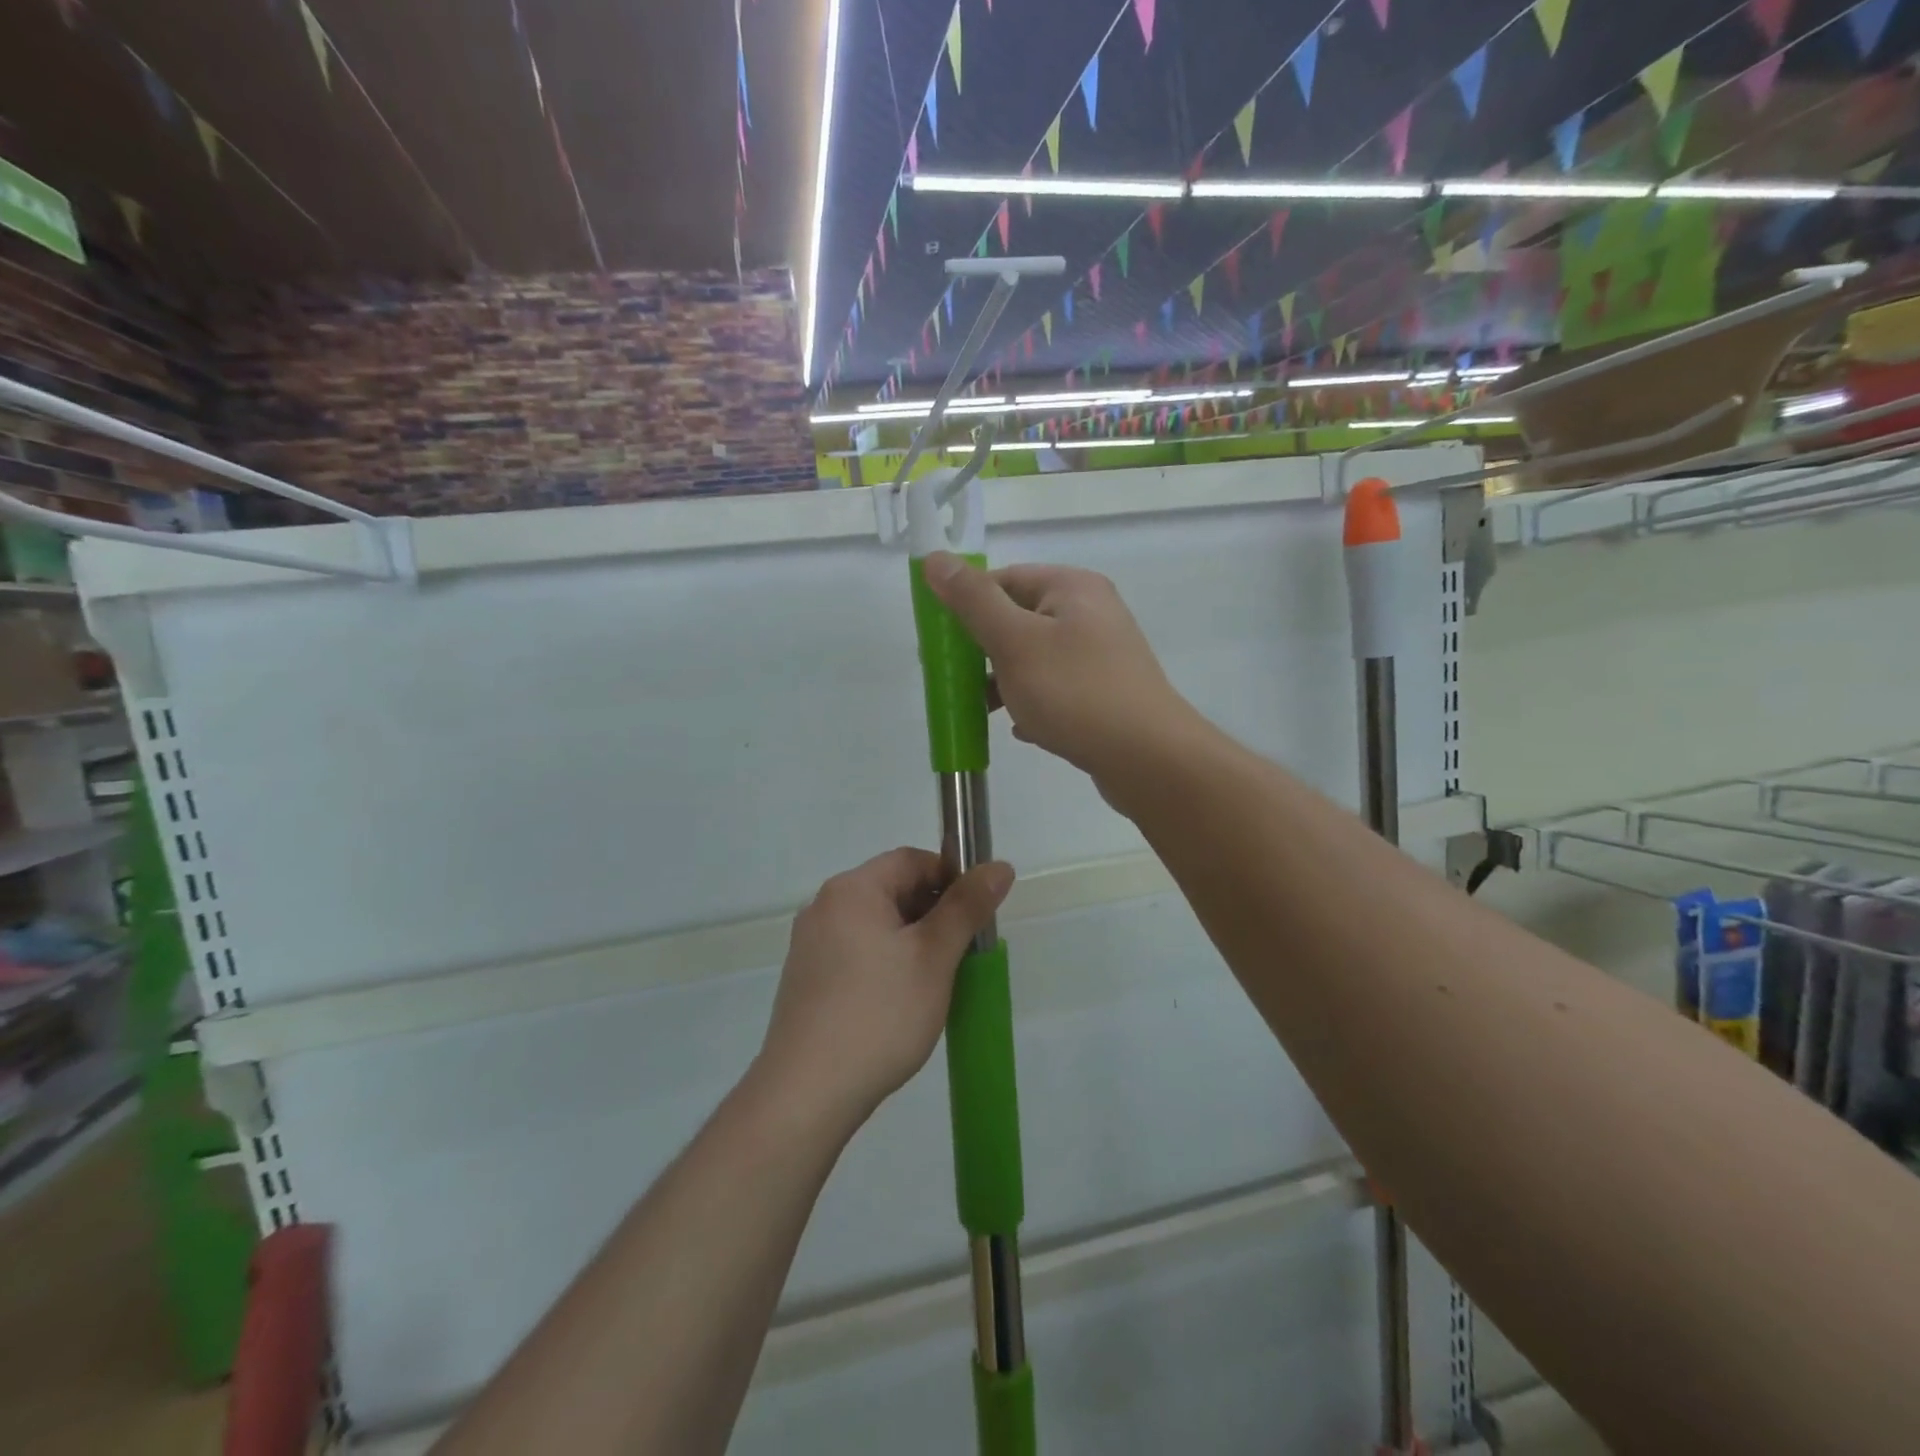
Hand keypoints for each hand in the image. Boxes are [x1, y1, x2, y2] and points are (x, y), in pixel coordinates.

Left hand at [757, 847, 1012, 1131]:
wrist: (807, 1093)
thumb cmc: (879, 1014)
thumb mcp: (934, 957)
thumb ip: (967, 907)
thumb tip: (1000, 866)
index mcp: (851, 890)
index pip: (912, 860)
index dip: (951, 878)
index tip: (976, 915)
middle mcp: (824, 906)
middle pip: (891, 890)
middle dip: (933, 913)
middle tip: (961, 954)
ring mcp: (809, 944)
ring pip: (875, 925)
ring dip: (911, 941)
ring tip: (935, 982)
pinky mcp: (805, 979)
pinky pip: (855, 953)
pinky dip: (884, 963)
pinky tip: (899, 1002)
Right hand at [921, 553, 1197, 782]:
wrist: (1147, 758)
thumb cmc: (1075, 692)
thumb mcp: (1014, 642)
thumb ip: (972, 600)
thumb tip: (934, 558)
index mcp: (1072, 587)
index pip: (1004, 579)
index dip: (967, 606)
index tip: (941, 644)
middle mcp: (1092, 612)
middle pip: (1019, 619)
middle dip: (985, 650)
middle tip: (958, 680)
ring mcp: (1103, 655)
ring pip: (1037, 658)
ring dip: (1006, 681)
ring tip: (985, 710)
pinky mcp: (1107, 693)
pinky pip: (1058, 689)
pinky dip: (1035, 703)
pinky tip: (1023, 729)